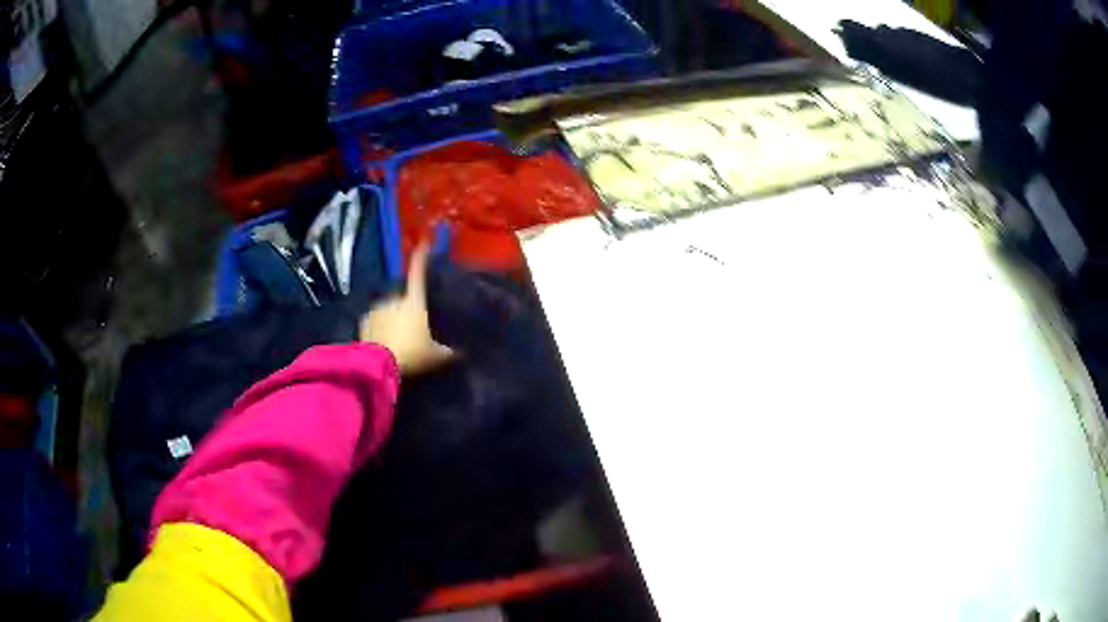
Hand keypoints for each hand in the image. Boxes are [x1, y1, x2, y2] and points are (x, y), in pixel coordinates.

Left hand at [360, 243, 454, 374]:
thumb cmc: (411, 353)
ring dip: (392, 320)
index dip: (422, 256)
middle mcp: (394, 298)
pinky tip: (383, 344)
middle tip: (412, 329)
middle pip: (403, 298)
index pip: (418, 272)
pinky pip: (374, 322)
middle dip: (406, 309)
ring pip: (387, 310)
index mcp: (414, 301)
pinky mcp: (364, 321)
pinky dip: (378, 329)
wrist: (379, 364)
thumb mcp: (435, 356)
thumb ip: (447, 352)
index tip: (424, 241)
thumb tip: (461, 353)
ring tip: (397, 341)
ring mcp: (377, 308)